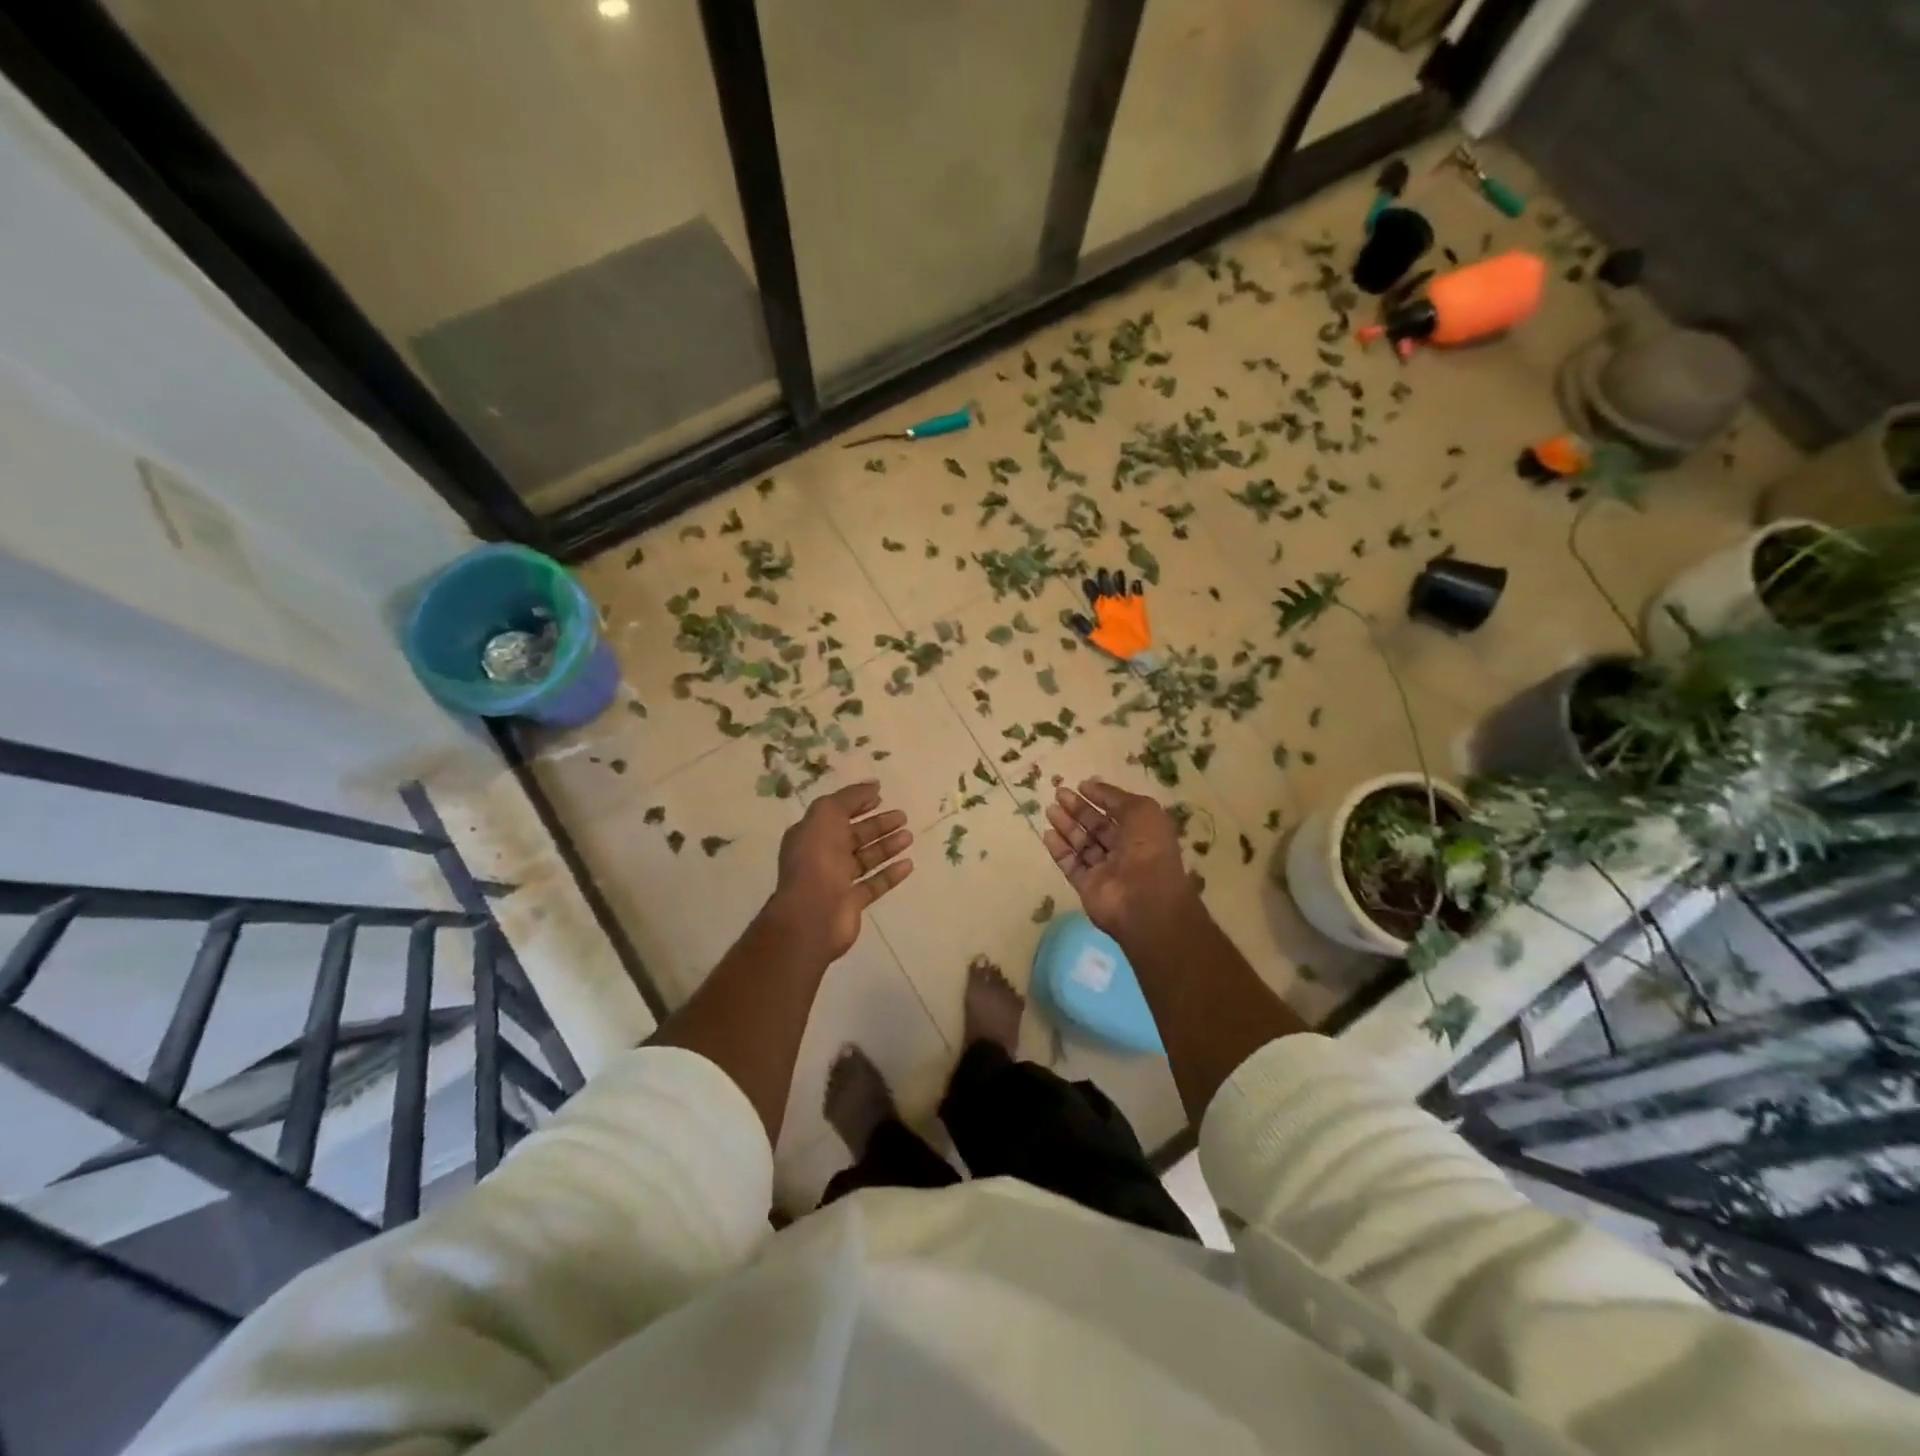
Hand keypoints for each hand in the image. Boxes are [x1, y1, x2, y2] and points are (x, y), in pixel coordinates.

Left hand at [764, 781, 912, 961]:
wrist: (812, 913)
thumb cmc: (817, 858)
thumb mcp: (827, 814)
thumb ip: (850, 797)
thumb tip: (873, 785)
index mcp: (811, 833)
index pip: (836, 813)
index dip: (857, 803)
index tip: (881, 797)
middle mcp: (822, 856)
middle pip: (854, 836)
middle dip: (878, 824)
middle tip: (903, 816)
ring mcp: (837, 881)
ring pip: (866, 859)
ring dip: (887, 846)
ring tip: (909, 836)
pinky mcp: (851, 903)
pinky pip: (874, 884)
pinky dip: (890, 874)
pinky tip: (908, 864)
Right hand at [1043, 778, 1198, 940]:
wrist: (1144, 899)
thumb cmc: (1148, 849)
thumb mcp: (1141, 810)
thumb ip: (1115, 797)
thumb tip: (1091, 785)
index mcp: (1141, 832)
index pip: (1118, 811)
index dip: (1101, 798)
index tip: (1081, 786)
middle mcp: (1124, 850)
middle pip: (1097, 827)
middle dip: (1078, 809)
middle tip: (1058, 793)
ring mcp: (1105, 870)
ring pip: (1082, 844)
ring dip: (1066, 826)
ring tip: (1050, 809)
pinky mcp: (1088, 886)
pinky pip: (1071, 865)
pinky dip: (1060, 850)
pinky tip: (1047, 833)